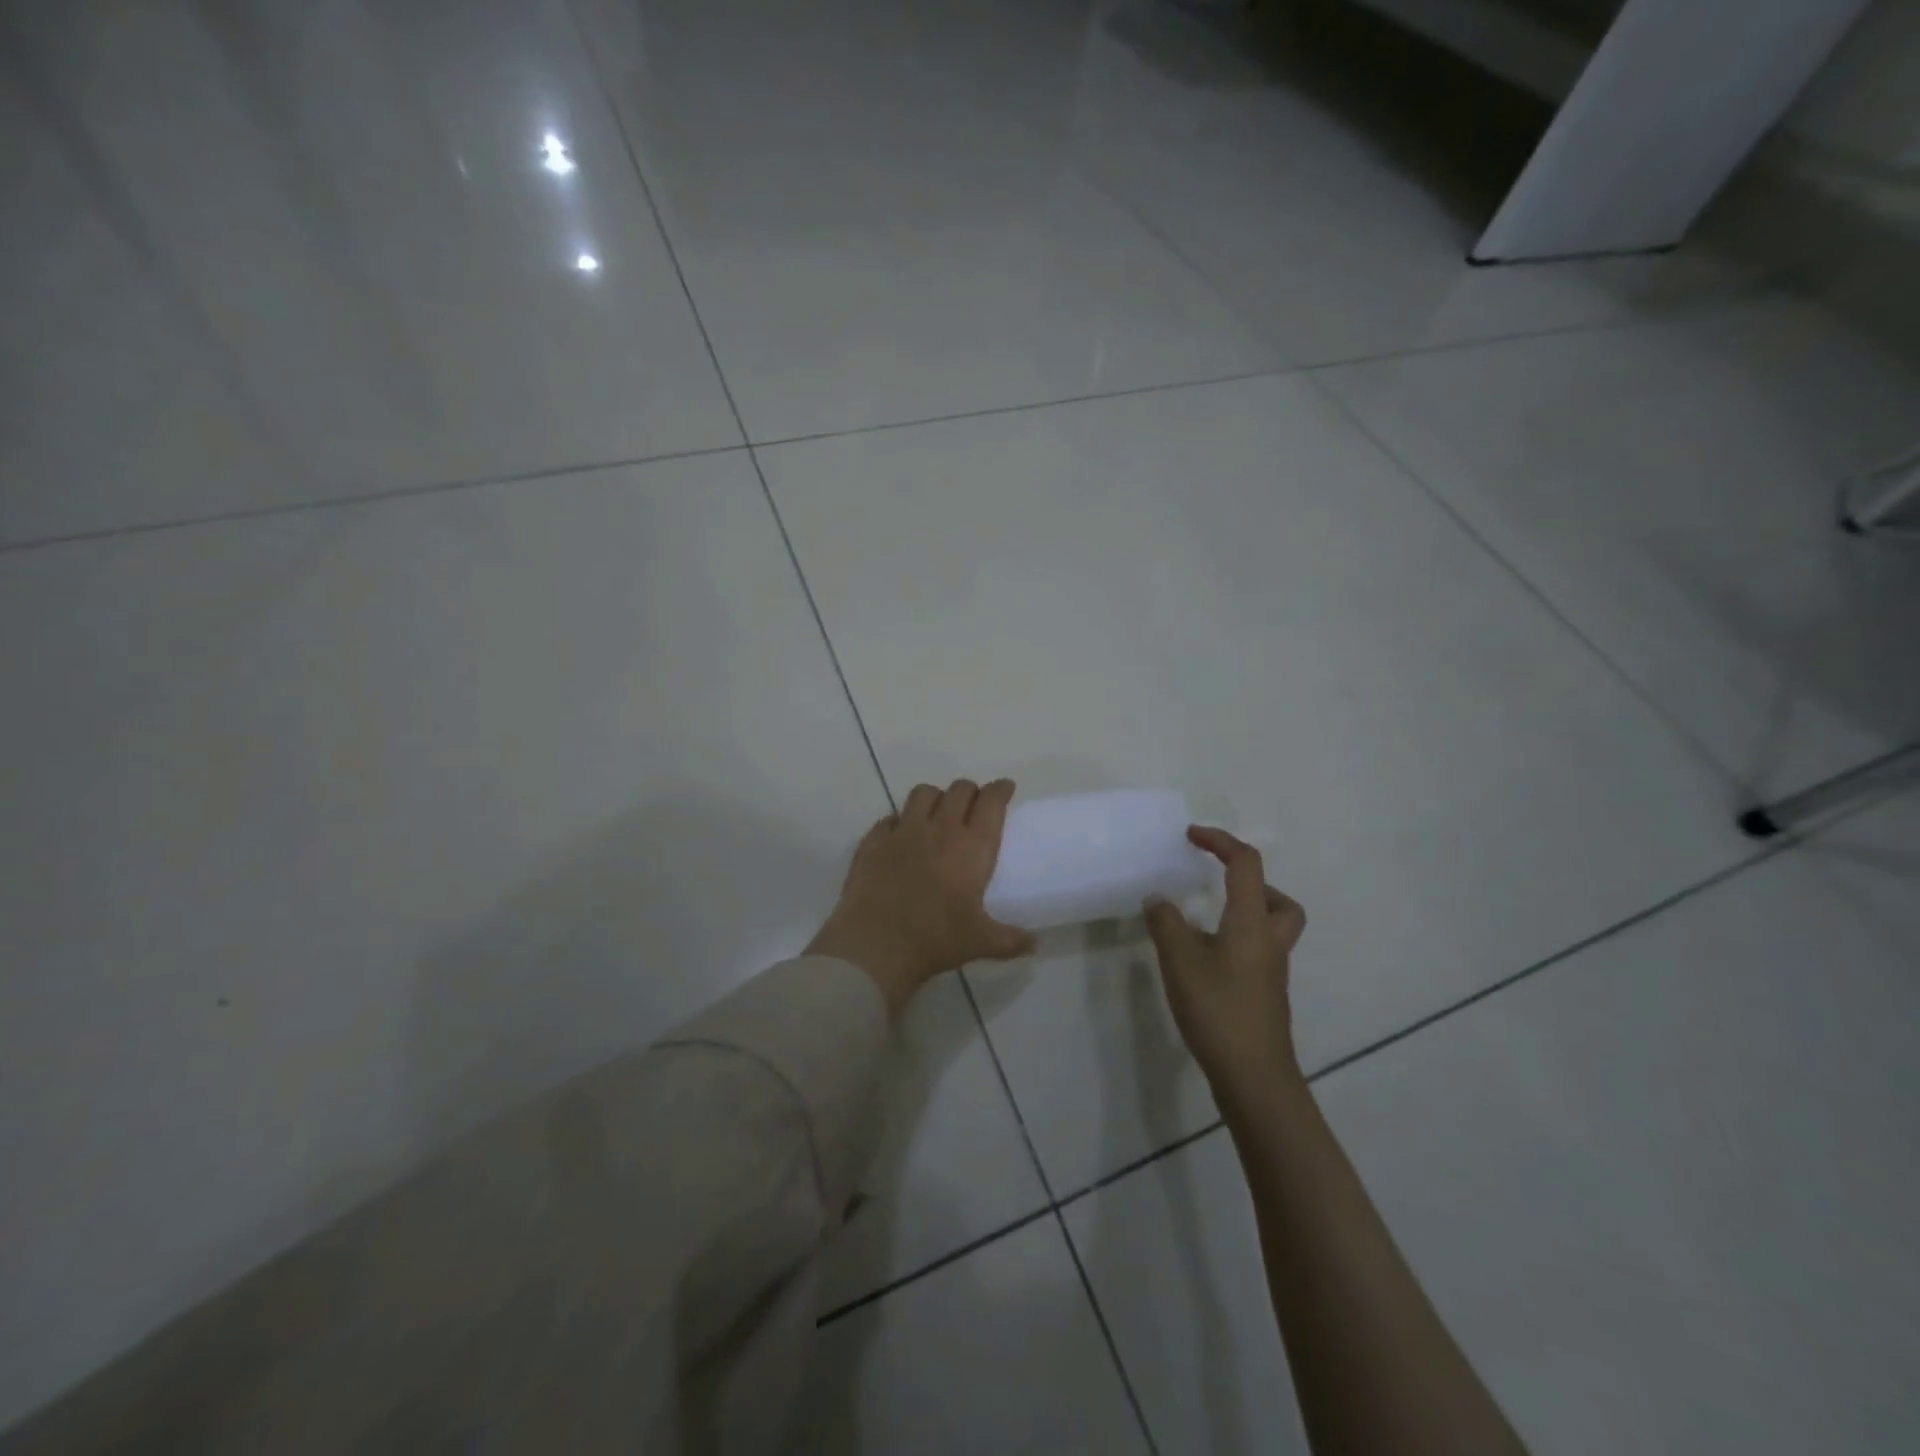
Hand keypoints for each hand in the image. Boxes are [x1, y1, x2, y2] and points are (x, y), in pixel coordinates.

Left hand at [807, 778, 1036, 1014]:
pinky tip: (901, 837)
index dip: (1000, 790)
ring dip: (936, 798)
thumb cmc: (935, 940)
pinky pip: (890, 817)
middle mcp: (940, 829)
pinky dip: (900, 821)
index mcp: (972, 847)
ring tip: (938, 813)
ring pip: (924, 793)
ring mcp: (903, 831)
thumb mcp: (980, 942)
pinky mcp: (874, 840)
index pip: (991, 802)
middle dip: (971, 791)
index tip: (1005, 788)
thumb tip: (1035, 943)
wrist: (875, 944)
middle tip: (974, 805)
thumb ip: (1010, 940)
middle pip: (960, 790)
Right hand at [1144, 826, 1306, 1099]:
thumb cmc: (1218, 1010)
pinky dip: (1235, 942)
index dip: (1220, 841)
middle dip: (1251, 885)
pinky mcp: (1265, 995)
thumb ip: (1166, 922)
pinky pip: (1257, 951)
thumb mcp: (1180, 960)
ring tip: (1204, 923)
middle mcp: (1270, 942)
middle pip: (1280, 901)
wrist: (1254, 1076)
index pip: (1246, 865)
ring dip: (1244, 914)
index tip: (1190, 836)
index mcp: (1252, 922)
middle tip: (1217, 888)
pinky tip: (1203, 960)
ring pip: (1272, 928)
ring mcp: (1271, 972)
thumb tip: (1158, 898)